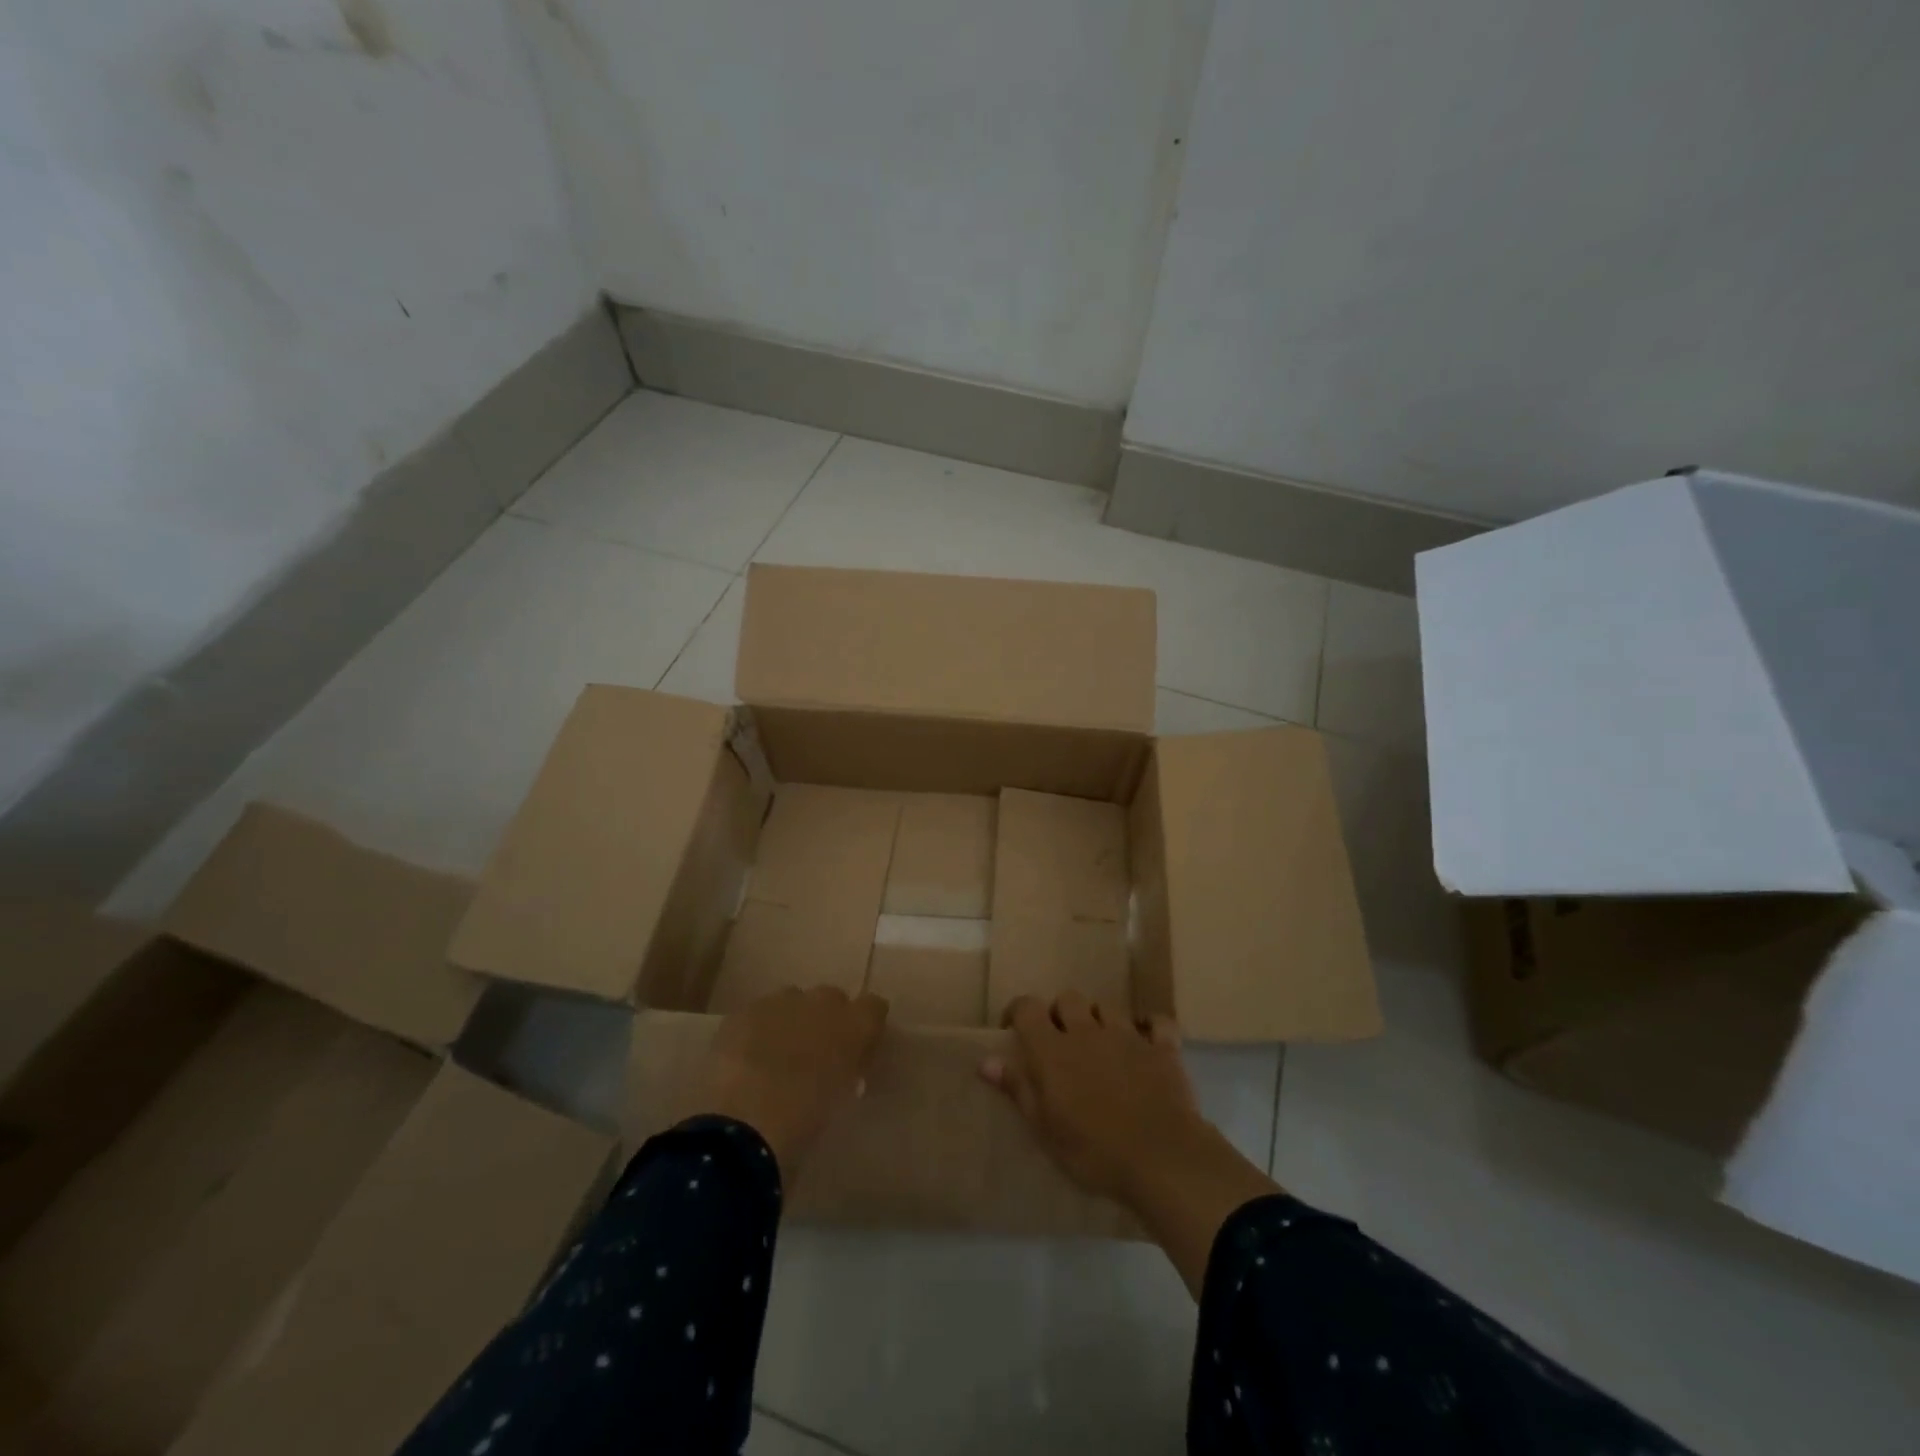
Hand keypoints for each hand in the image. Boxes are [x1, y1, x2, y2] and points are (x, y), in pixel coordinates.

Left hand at [702, 986, 888, 1182]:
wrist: (742, 1128)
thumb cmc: (804, 1124)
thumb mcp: (841, 1100)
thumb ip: (848, 1072)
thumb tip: (845, 1065)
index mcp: (855, 1026)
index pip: (874, 1008)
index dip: (864, 1028)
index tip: (856, 1052)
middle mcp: (822, 1002)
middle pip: (831, 999)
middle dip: (826, 1021)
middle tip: (814, 1056)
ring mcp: (780, 1002)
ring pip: (793, 1001)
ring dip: (791, 1021)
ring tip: (776, 1056)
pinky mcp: (744, 1012)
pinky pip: (759, 1013)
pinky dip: (758, 1030)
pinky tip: (746, 1059)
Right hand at [981, 990, 1204, 1203]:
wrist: (1161, 1158)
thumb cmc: (1093, 1151)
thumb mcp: (1045, 1128)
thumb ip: (1018, 1088)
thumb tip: (986, 1060)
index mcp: (1053, 1050)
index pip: (1028, 1008)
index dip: (1018, 1012)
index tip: (1014, 1030)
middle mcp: (1088, 1031)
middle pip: (1068, 999)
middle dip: (1061, 1013)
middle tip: (1060, 1041)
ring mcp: (1128, 1035)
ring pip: (1107, 1007)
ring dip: (1099, 1020)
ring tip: (1100, 1045)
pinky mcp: (1162, 1048)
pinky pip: (1157, 1022)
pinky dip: (1150, 1027)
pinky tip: (1146, 1040)